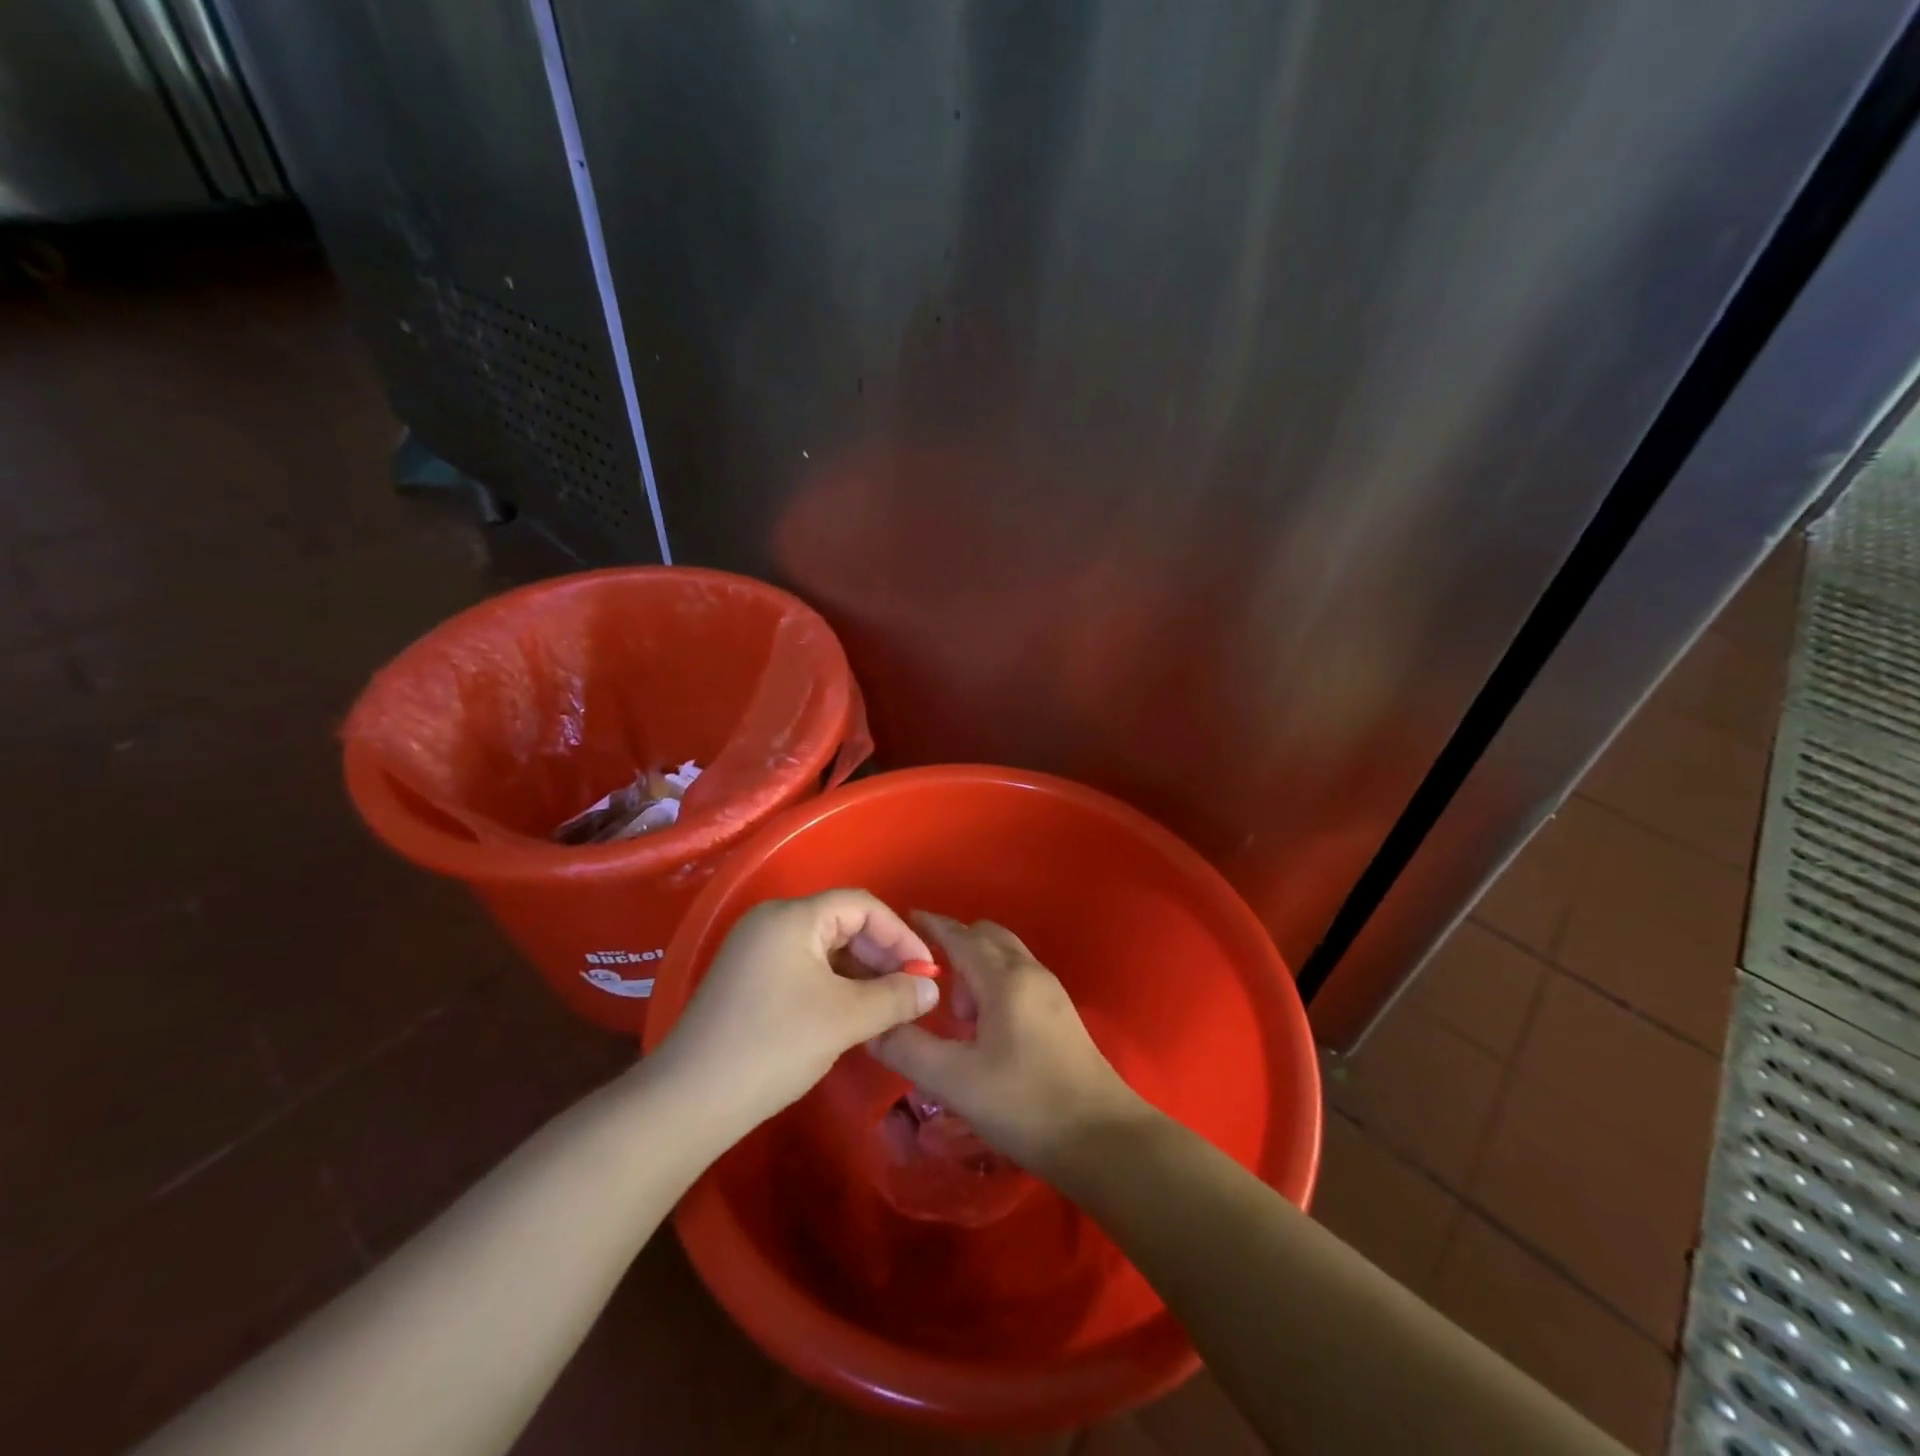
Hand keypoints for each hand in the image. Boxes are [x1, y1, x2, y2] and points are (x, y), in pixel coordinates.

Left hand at [655, 890, 938, 1131]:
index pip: (861, 906)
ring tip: (886, 1007)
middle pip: (842, 923)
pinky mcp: (747, 978)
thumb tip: (932, 988)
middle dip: (881, 955)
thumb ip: (895, 997)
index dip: (900, 934)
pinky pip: (803, 967)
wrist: (689, 1100)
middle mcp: (771, 921)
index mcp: (792, 916)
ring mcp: (755, 950)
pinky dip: (834, 985)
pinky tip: (851, 1015)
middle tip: (909, 991)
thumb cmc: (774, 1045)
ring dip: (860, 973)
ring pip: (824, 948)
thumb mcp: (845, 1019)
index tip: (926, 971)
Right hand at [867, 913, 1151, 1172]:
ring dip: (976, 970)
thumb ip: (908, 1049)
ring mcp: (1051, 992)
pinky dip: (995, 986)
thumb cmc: (1025, 1104)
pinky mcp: (1060, 1015)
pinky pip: (1019, 979)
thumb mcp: (955, 1080)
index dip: (931, 926)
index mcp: (1005, 978)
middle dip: (955, 948)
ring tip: (957, 1018)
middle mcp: (1030, 973)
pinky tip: (985, 1031)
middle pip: (987, 937)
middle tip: (929, 985)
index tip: (903, 921)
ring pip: (1005, 958)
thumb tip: (872, 1027)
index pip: (960, 935)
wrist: (1102, 1139)